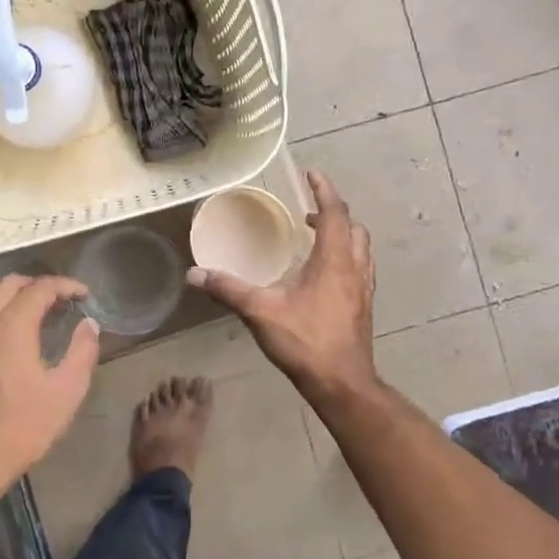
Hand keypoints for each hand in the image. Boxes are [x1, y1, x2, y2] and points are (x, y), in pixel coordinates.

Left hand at [0, 275, 100, 481]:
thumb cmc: (25, 426)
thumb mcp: (67, 391)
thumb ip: (82, 352)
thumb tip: (89, 325)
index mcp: (11, 330)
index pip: (39, 289)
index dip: (65, 285)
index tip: (84, 294)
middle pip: (9, 284)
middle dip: (38, 284)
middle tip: (62, 300)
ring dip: (14, 294)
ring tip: (36, 309)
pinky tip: (12, 330)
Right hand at [187, 170, 377, 398]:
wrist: (342, 383)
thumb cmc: (305, 342)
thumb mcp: (260, 312)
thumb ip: (227, 289)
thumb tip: (193, 274)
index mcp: (333, 260)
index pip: (335, 212)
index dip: (324, 190)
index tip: (312, 174)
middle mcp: (354, 268)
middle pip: (353, 227)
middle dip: (333, 212)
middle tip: (308, 213)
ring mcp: (364, 288)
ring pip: (361, 248)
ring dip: (343, 234)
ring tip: (318, 238)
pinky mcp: (364, 306)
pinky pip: (361, 268)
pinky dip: (347, 257)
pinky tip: (327, 275)